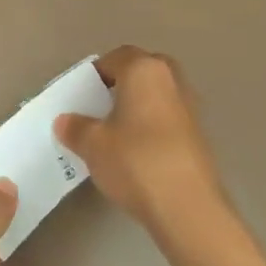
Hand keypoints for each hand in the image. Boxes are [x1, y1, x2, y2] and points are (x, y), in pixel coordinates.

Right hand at [56, 46, 228, 240]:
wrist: (188, 208)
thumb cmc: (136, 161)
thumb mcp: (93, 145)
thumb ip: (75, 128)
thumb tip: (65, 122)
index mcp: (144, 70)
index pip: (116, 57)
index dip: (95, 74)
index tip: (81, 96)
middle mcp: (171, 80)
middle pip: (142, 71)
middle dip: (121, 85)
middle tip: (100, 108)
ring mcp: (190, 108)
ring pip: (157, 95)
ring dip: (139, 106)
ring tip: (116, 133)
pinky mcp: (199, 136)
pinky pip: (168, 119)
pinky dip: (153, 127)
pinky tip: (137, 153)